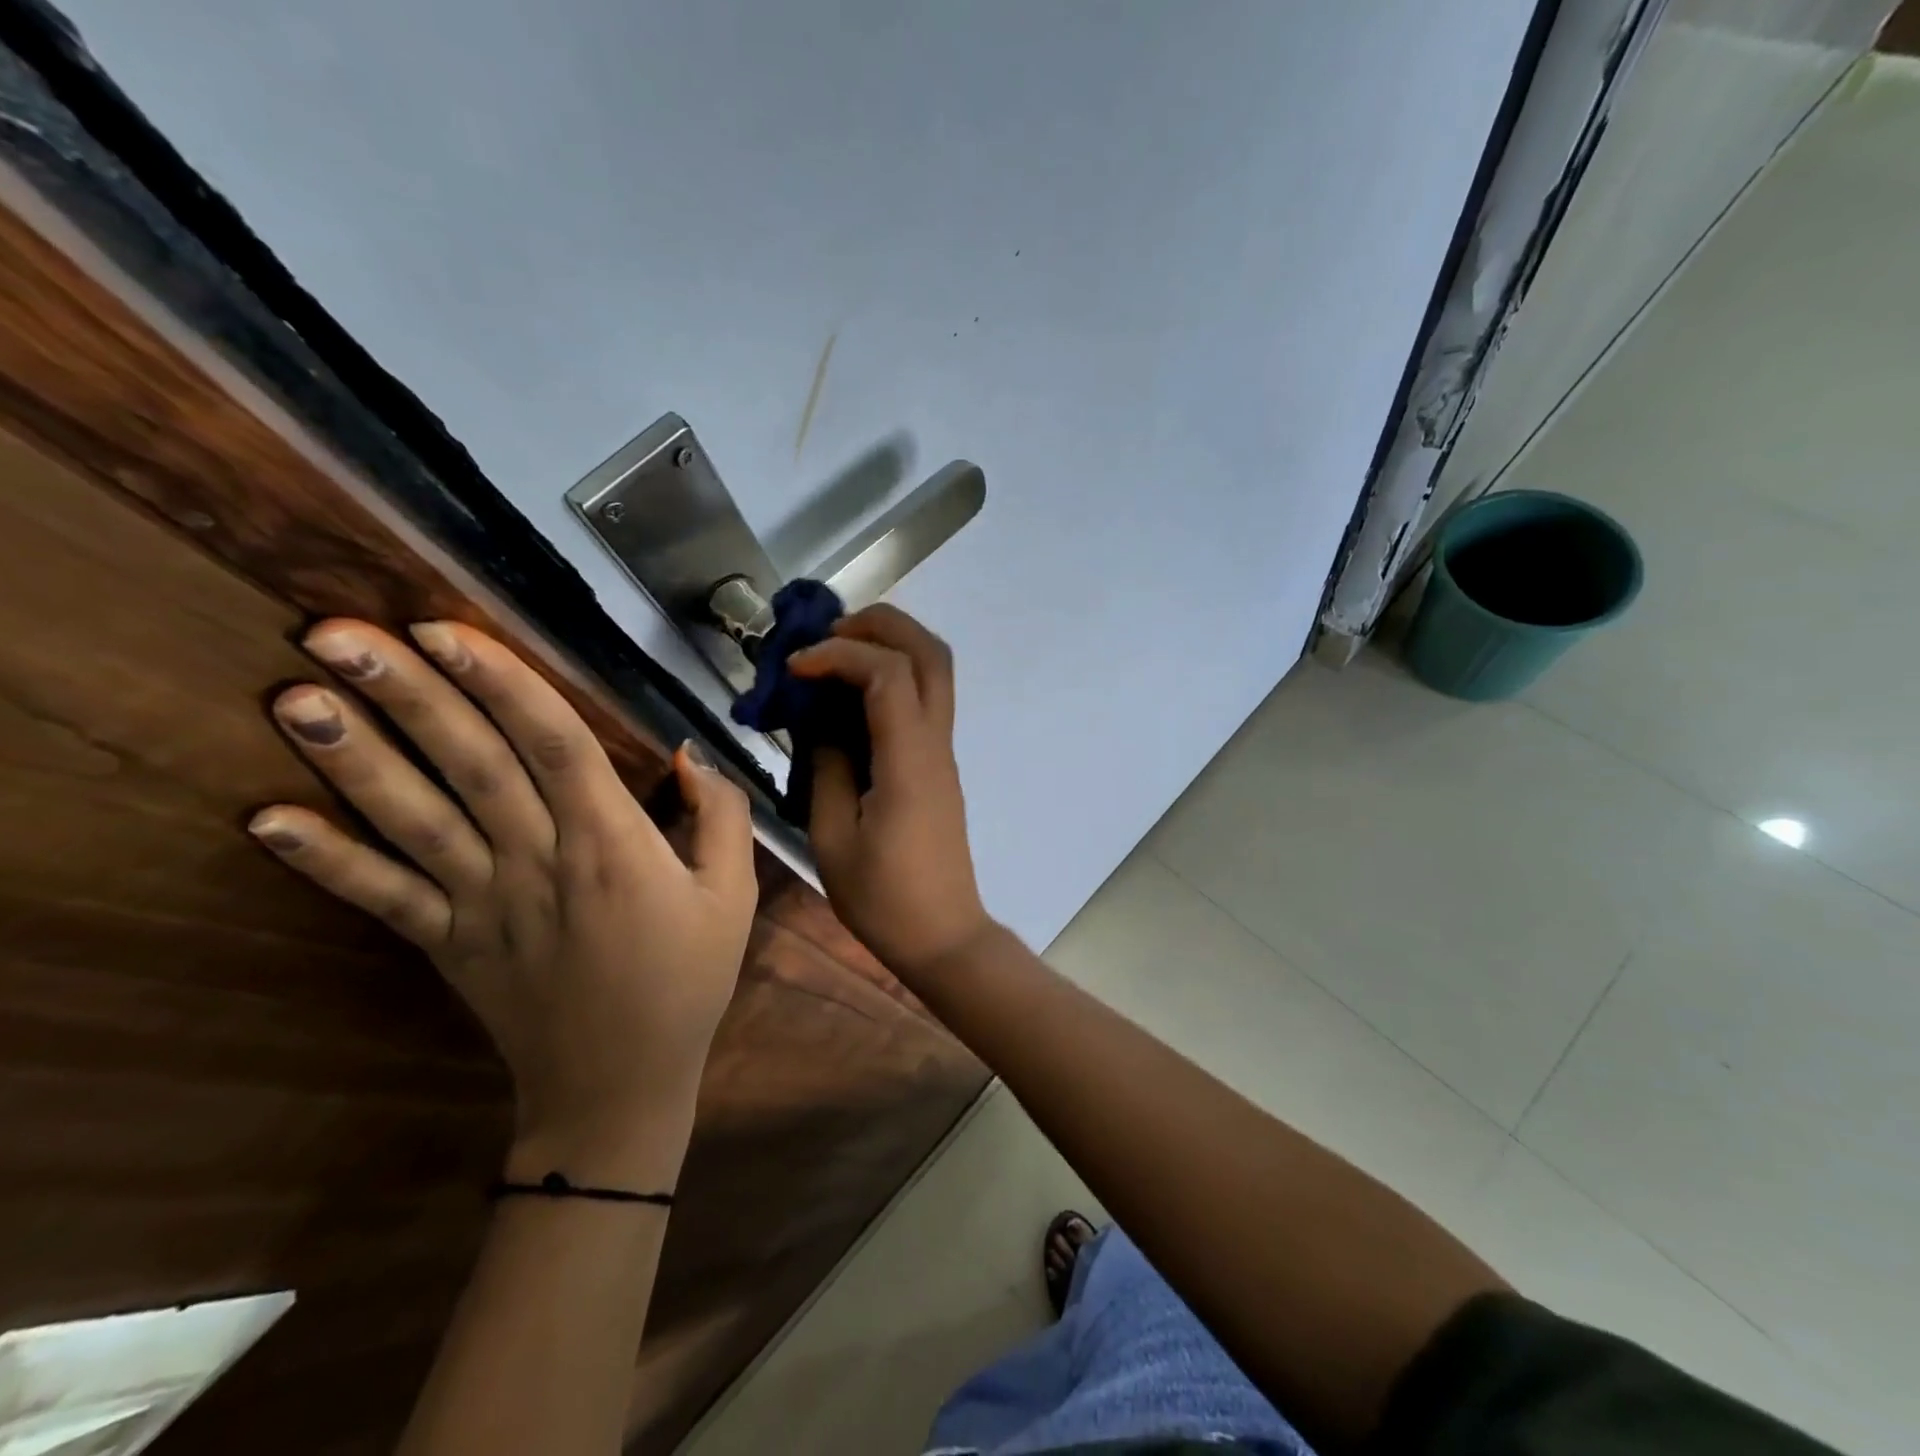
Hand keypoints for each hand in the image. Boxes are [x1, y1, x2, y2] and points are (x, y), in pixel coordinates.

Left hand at [247, 620, 756, 1188]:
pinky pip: (382, 899)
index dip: (501, 684)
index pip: (553, 745)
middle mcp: (539, 862)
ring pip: (416, 821)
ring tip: (293, 698)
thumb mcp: (735, 895)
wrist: (619, 1085)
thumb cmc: (687, 979)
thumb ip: (722, 816)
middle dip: (409, 697)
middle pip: (472, 766)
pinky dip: (326, 861)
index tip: (444, 631)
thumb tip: (688, 754)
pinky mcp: (446, 945)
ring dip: (353, 761)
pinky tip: (264, 820)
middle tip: (336, 634)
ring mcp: (483, 906)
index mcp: (614, 845)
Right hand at [789, 605, 991, 980]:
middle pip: (930, 652)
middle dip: (880, 625)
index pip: (887, 673)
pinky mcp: (938, 765)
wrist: (943, 936)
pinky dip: (891, 676)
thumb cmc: (884, 898)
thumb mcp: (833, 837)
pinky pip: (923, 699)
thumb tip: (817, 720)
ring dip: (889, 645)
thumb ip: (825, 767)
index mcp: (909, 761)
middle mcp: (935, 744)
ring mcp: (943, 752)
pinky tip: (848, 695)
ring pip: (934, 670)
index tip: (794, 668)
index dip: (839, 654)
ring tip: (834, 654)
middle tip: (826, 634)